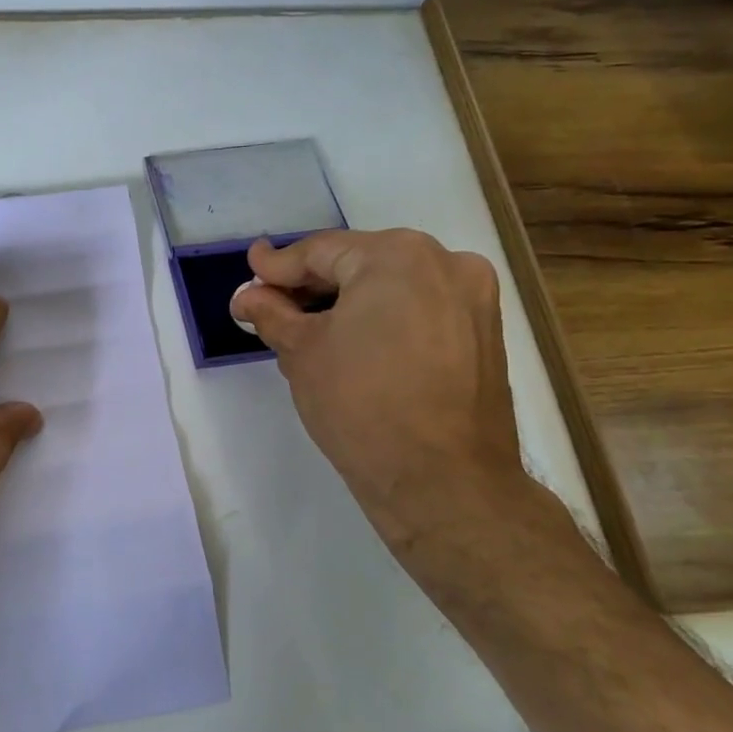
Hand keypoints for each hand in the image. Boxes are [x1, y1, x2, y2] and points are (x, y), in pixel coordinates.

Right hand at [231, 229, 526, 555]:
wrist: (443, 481)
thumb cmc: (361, 404)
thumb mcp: (300, 352)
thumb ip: (271, 313)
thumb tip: (248, 296)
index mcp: (396, 255)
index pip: (319, 251)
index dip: (276, 266)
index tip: (249, 270)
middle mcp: (444, 261)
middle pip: (358, 263)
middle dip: (311, 286)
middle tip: (270, 306)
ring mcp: (472, 297)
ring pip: (391, 286)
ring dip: (346, 303)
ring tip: (305, 331)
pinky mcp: (484, 333)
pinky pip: (419, 309)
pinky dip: (381, 319)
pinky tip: (351, 345)